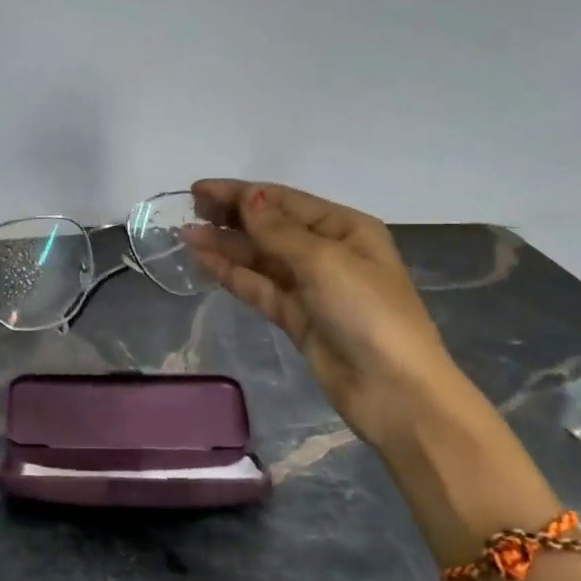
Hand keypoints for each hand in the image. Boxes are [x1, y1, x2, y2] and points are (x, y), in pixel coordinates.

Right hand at [184, 180, 468, 449]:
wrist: (393, 390)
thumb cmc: (367, 312)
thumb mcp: (324, 261)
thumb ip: (279, 230)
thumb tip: (249, 197)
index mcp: (346, 229)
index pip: (285, 201)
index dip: (242, 193)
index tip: (199, 190)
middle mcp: (328, 252)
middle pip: (271, 227)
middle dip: (232, 216)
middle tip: (189, 210)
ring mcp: (311, 287)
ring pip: (261, 258)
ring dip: (226, 245)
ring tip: (186, 235)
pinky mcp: (296, 318)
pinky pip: (259, 287)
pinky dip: (232, 274)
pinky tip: (204, 262)